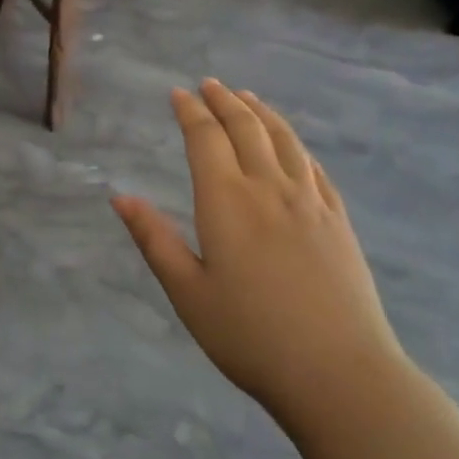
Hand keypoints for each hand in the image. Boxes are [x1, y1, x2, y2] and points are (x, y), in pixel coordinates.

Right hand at [111, 80, 401, 425]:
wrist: (339, 373)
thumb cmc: (250, 336)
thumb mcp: (187, 292)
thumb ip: (154, 239)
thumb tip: (120, 198)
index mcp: (226, 201)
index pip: (205, 138)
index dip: (190, 111)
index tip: (178, 93)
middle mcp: (268, 188)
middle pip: (246, 128)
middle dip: (224, 101)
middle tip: (209, 85)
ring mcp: (310, 202)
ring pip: (284, 140)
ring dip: (262, 112)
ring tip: (247, 98)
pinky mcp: (338, 221)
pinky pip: (314, 168)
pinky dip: (297, 146)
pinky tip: (293, 146)